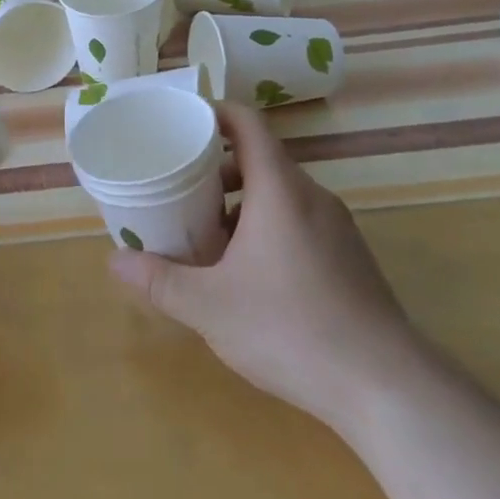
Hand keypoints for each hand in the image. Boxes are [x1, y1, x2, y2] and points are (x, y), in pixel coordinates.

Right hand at [108, 101, 422, 433]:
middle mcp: (312, 198)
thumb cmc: (289, 328)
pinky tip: (247, 274)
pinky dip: (266, 228)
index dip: (214, 113)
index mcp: (280, 190)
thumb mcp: (209, 306)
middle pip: (260, 161)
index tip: (181, 123)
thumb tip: (114, 261)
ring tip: (206, 238)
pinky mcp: (349, 259)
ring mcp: (337, 228)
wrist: (385, 386)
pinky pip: (299, 223)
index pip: (248, 125)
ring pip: (280, 196)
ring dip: (240, 205)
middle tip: (178, 191)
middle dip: (216, 170)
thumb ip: (158, 280)